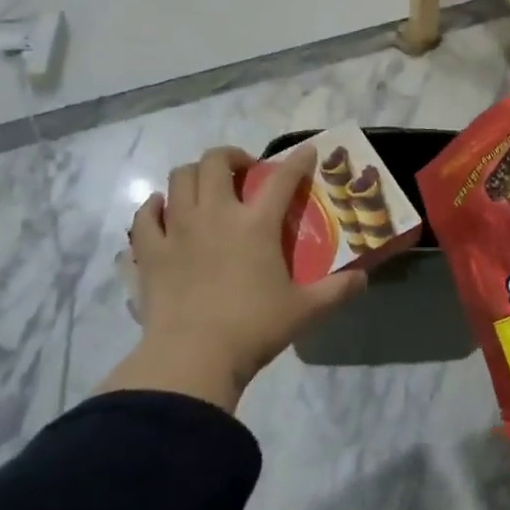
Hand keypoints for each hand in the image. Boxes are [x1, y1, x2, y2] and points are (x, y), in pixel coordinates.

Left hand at [102, 145, 365, 410]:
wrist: (192, 357)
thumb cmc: (253, 328)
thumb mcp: (305, 310)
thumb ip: (337, 290)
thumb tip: (364, 278)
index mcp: (256, 224)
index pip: (281, 179)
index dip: (297, 161)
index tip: (306, 152)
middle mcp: (216, 215)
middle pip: (216, 162)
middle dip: (232, 157)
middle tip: (243, 172)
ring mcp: (178, 229)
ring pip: (178, 178)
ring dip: (194, 175)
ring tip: (205, 189)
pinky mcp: (150, 251)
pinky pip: (145, 214)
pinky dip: (154, 207)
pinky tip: (162, 212)